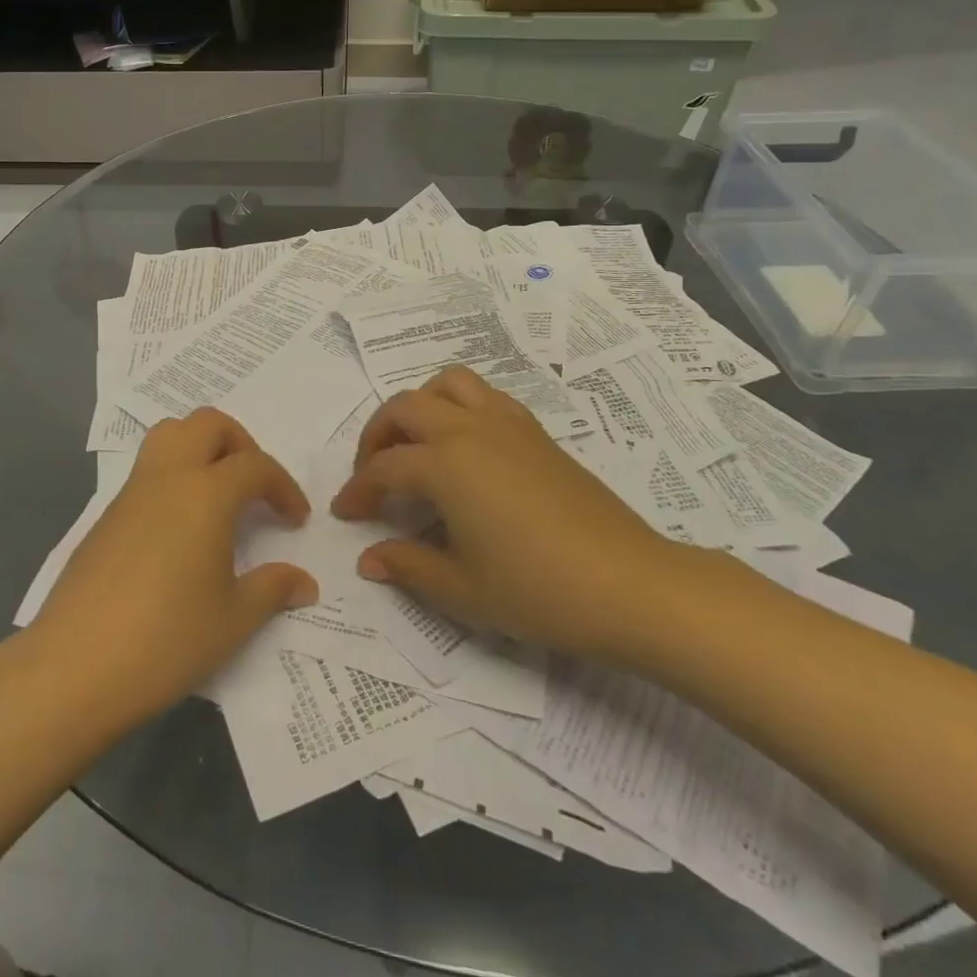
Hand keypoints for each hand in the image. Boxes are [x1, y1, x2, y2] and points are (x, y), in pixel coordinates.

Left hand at [32, 408, 317, 725]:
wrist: (75, 665)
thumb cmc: (166, 639)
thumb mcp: (233, 620)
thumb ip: (273, 589)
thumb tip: (304, 582)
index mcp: (206, 493)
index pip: (255, 465)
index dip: (283, 487)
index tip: (296, 520)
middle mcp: (168, 477)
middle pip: (208, 424)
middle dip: (241, 444)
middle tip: (254, 488)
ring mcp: (132, 492)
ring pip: (170, 434)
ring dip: (201, 447)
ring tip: (218, 494)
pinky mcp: (108, 513)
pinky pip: (147, 469)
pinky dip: (174, 476)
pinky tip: (180, 528)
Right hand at [332, 366, 683, 659]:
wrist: (631, 585)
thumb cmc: (539, 591)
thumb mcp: (462, 589)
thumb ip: (408, 566)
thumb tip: (368, 559)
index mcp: (445, 464)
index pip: (384, 468)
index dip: (358, 490)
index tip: (345, 514)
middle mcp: (469, 430)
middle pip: (405, 408)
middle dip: (377, 436)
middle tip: (372, 474)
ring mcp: (507, 425)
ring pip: (448, 385)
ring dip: (420, 406)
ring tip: (416, 445)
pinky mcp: (536, 433)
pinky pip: (486, 397)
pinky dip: (459, 407)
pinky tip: (465, 448)